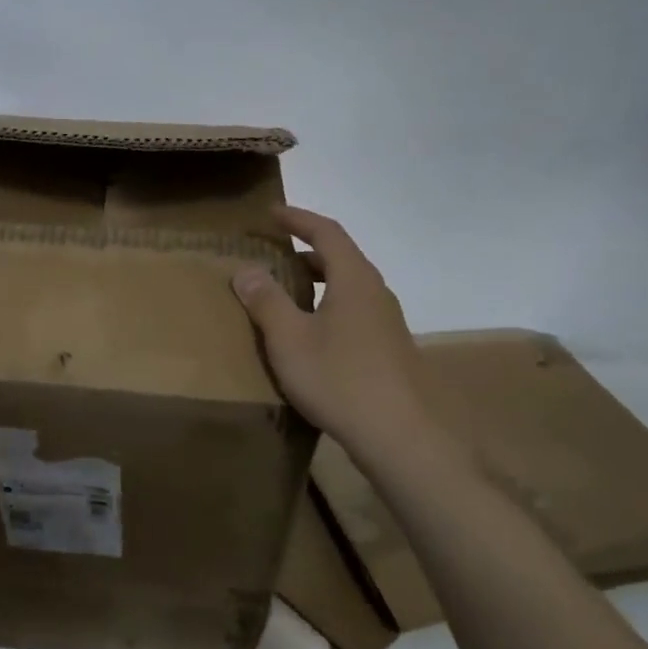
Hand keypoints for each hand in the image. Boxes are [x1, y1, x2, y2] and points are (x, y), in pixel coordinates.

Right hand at [231, 206, 430, 453]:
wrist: (401, 435)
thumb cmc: (340, 379)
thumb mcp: (290, 339)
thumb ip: (266, 301)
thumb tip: (246, 269)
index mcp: (354, 279)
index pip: (326, 232)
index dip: (298, 219)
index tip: (272, 213)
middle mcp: (376, 293)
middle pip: (341, 258)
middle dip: (307, 250)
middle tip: (275, 253)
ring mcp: (387, 323)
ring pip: (349, 287)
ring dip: (319, 281)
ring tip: (288, 293)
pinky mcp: (390, 350)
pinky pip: (354, 312)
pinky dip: (329, 307)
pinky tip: (312, 336)